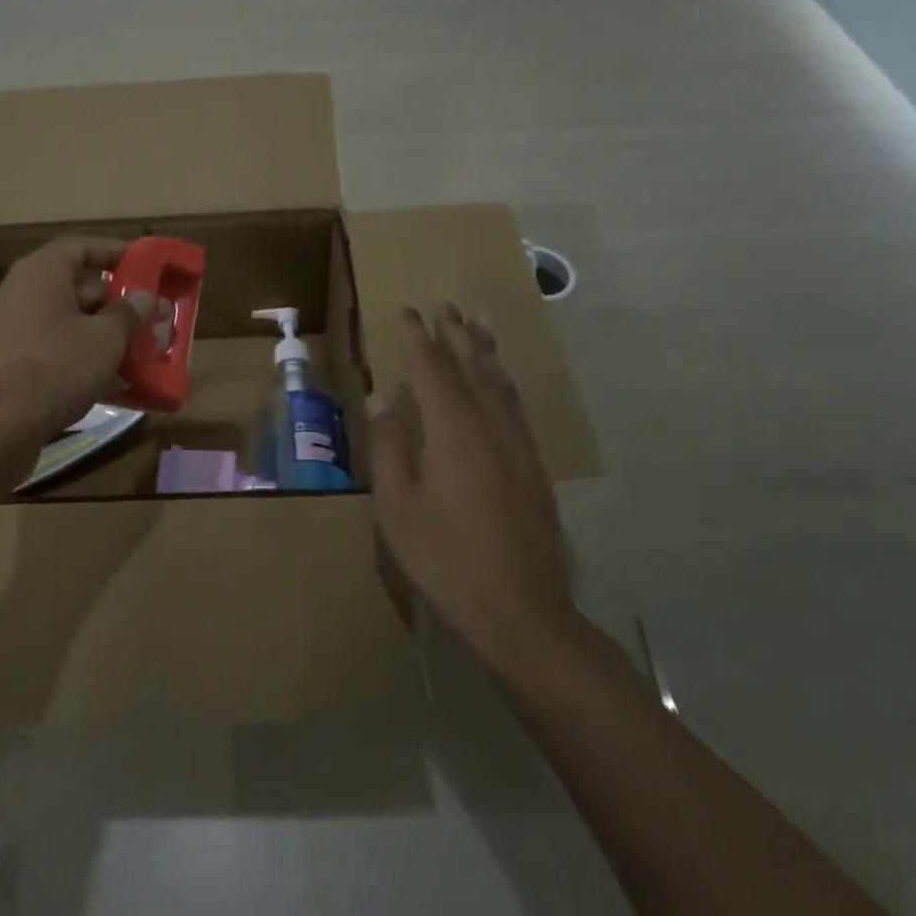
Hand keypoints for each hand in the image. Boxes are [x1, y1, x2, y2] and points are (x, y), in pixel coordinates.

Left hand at [0, 237, 140, 452]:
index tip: (143, 265)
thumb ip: (128, 315)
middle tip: (149, 319)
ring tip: (138, 354)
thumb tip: (142, 298)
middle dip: (115, 304)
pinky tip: (109, 386)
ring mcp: (7, 332)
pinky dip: (79, 361)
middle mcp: (18, 295)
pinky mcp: (3, 367)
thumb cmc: (53, 370)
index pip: (79, 246)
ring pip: (64, 325)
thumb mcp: (104, 340)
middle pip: (74, 287)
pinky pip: (50, 353)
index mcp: (39, 274)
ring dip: (101, 336)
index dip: (113, 251)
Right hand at [368, 304, 578, 675]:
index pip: (432, 368)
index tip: (408, 312)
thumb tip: (382, 399)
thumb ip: (389, 447)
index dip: (418, 338)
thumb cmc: (445, 557)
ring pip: (500, 382)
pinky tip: (500, 381)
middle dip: (457, 334)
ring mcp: (517, 444)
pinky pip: (515, 405)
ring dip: (485, 350)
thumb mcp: (397, 506)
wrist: (521, 609)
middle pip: (472, 366)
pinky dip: (503, 381)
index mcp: (452, 429)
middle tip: (447, 306)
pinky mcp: (533, 465)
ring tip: (478, 324)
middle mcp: (489, 424)